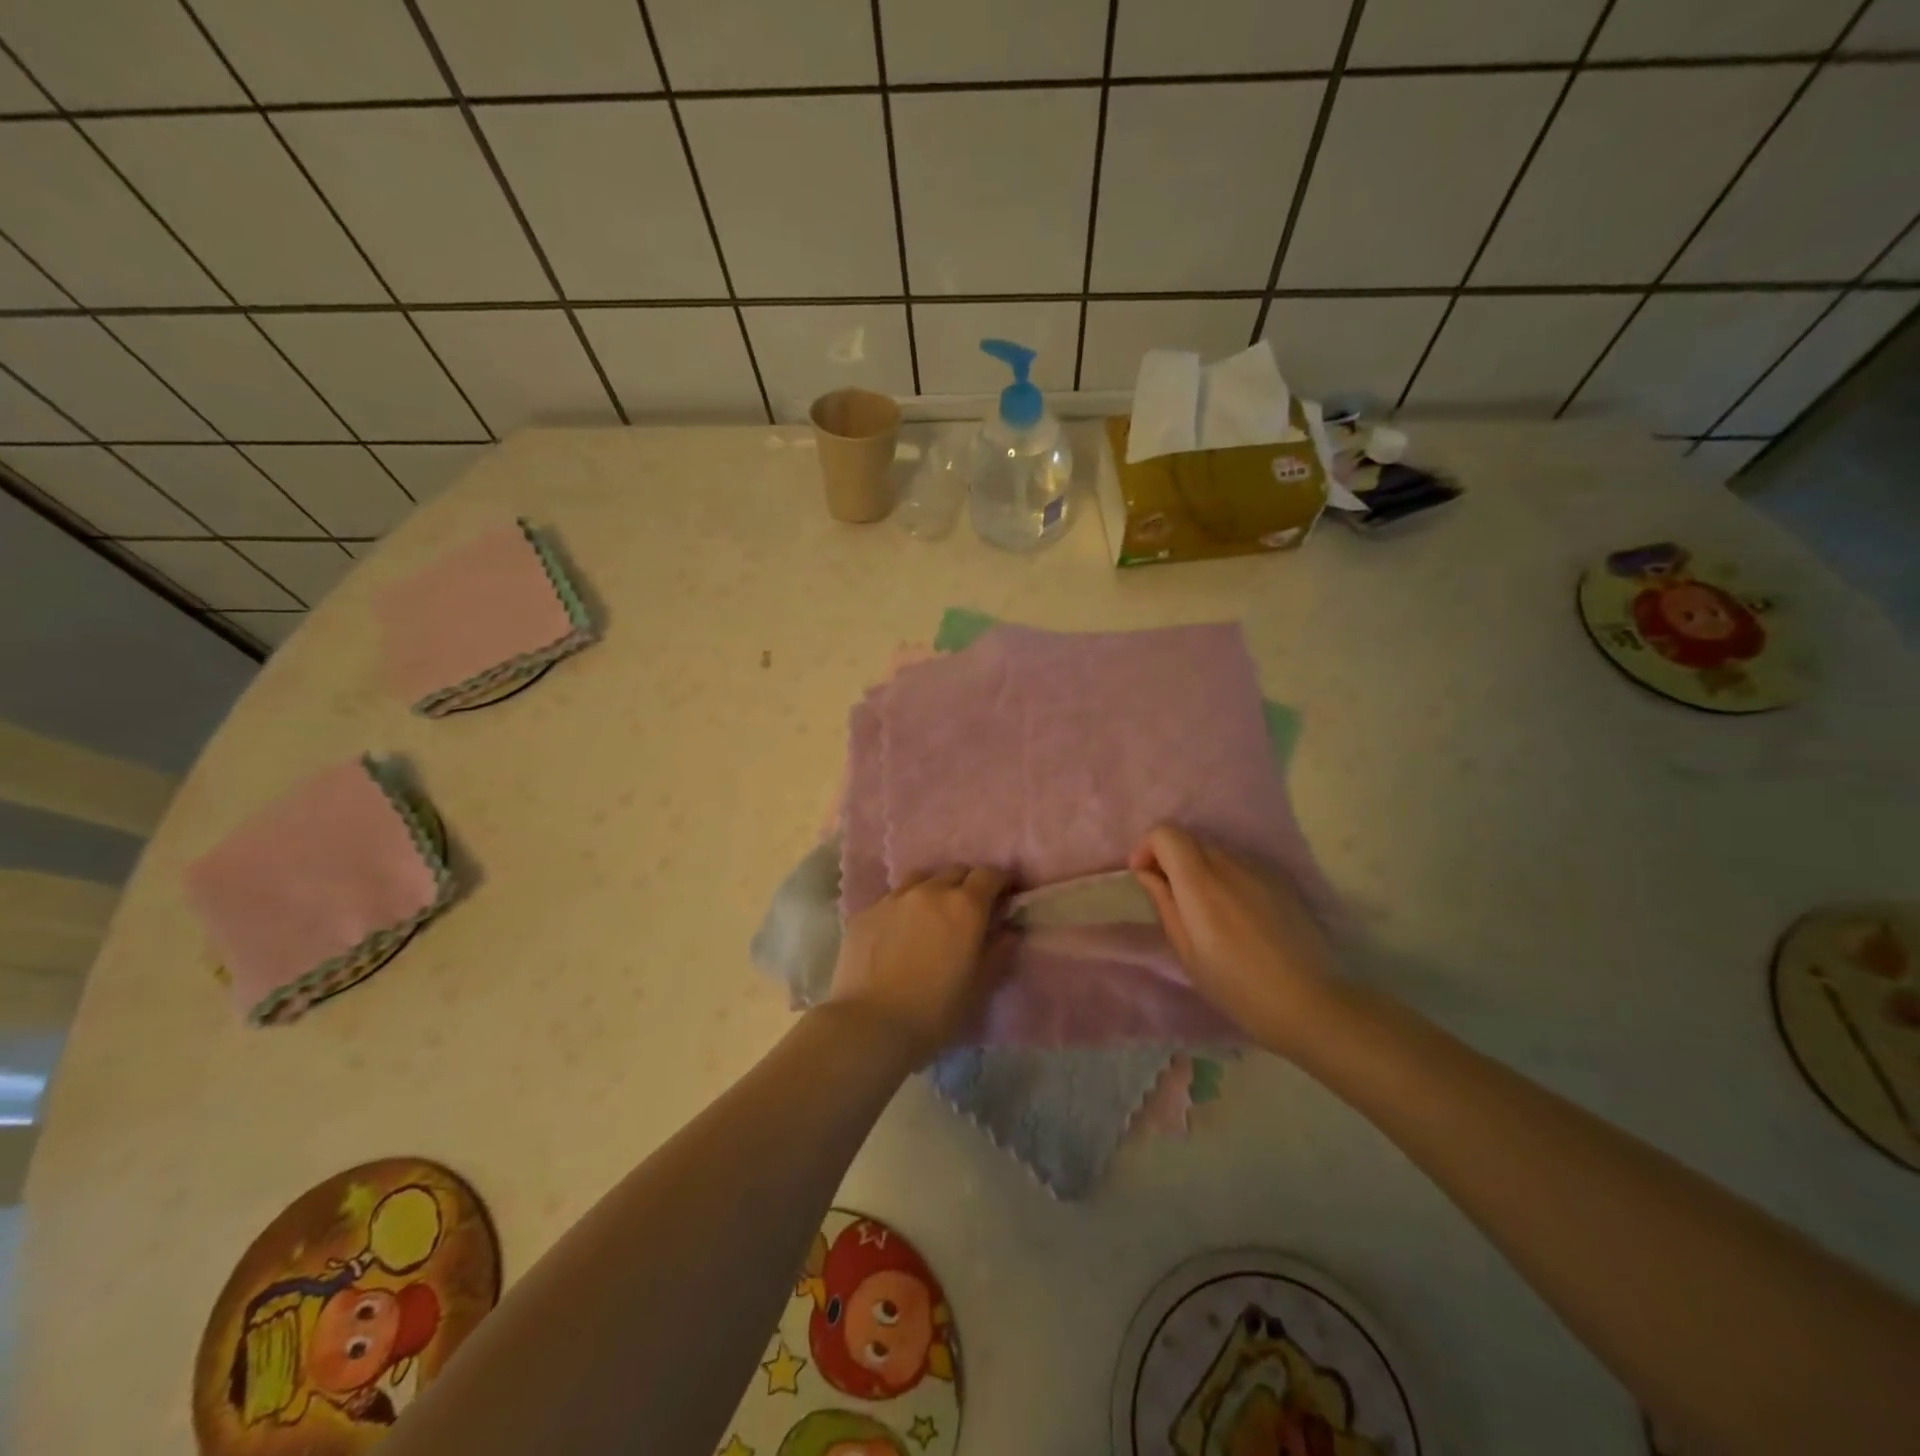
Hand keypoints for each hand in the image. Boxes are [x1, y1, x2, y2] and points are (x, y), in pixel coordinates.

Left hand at [828, 866, 1009, 1060]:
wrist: (870, 1024)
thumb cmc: (935, 1010)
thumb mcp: (979, 986)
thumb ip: (999, 951)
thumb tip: (1009, 930)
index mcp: (964, 906)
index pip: (989, 874)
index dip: (1000, 882)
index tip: (1004, 896)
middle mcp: (930, 891)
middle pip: (955, 872)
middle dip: (967, 885)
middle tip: (969, 911)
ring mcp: (893, 898)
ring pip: (921, 879)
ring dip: (933, 890)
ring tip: (931, 915)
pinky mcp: (865, 912)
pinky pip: (891, 899)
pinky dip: (902, 908)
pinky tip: (897, 933)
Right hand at [1129, 824, 1336, 1051]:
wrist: (1309, 1002)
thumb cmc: (1236, 986)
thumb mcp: (1187, 952)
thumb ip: (1164, 904)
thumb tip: (1147, 873)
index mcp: (1200, 882)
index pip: (1166, 832)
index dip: (1148, 848)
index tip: (1145, 878)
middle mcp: (1229, 864)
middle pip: (1190, 840)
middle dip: (1171, 860)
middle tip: (1172, 899)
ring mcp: (1259, 870)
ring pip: (1216, 852)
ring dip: (1200, 870)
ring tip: (1206, 912)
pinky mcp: (1281, 881)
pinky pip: (1242, 866)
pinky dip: (1227, 879)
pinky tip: (1238, 917)